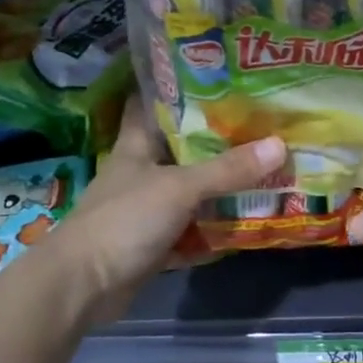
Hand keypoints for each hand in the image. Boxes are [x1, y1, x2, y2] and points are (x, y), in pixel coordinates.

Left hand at [54, 102, 283, 325]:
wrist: (83, 286)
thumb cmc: (125, 220)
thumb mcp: (180, 188)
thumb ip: (228, 169)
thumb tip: (279, 145)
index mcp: (138, 146)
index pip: (153, 104)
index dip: (179, 89)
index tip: (216, 77)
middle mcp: (143, 172)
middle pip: (184, 150)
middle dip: (219, 142)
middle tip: (262, 126)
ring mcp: (148, 210)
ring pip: (192, 193)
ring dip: (222, 189)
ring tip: (267, 171)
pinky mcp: (155, 244)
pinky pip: (192, 232)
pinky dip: (214, 231)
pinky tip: (247, 225)